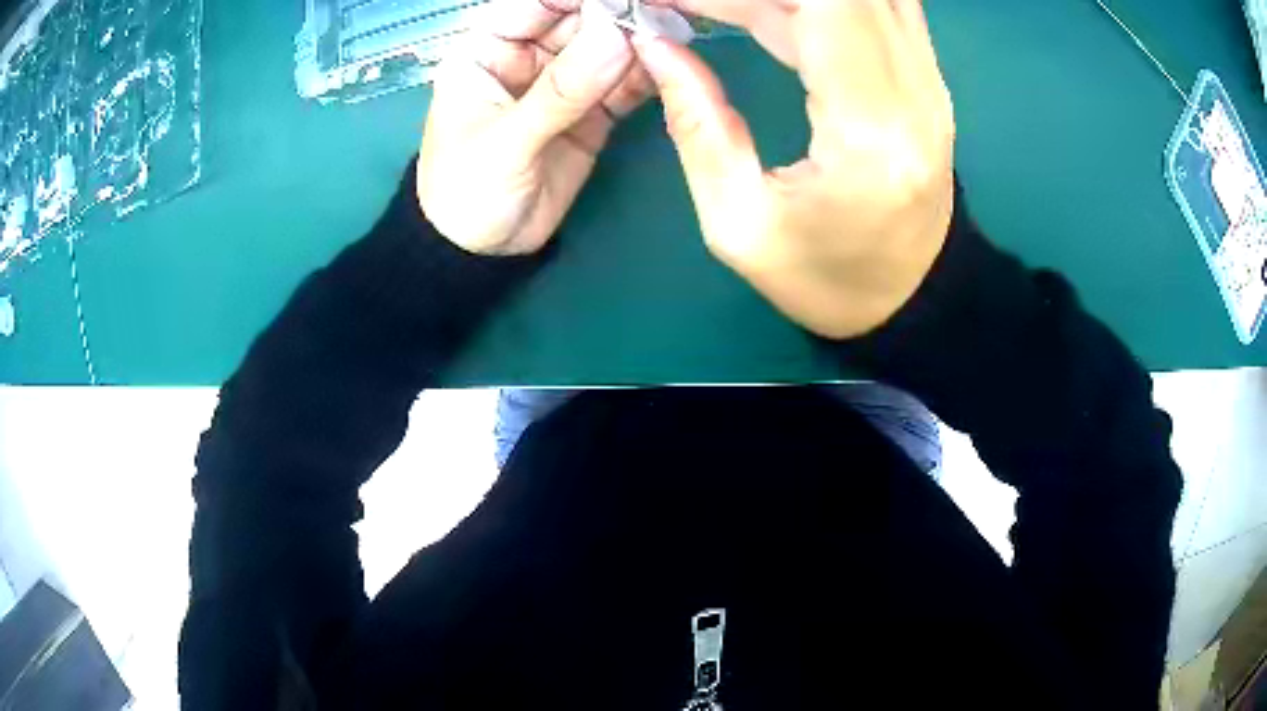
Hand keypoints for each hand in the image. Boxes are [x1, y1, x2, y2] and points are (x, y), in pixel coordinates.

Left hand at [418, 0, 654, 254]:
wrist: (483, 253)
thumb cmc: (468, 192)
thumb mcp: (506, 141)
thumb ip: (561, 91)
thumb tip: (617, 37)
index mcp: (486, 51)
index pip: (533, 4)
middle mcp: (525, 58)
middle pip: (577, 20)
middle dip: (616, 16)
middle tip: (661, 16)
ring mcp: (561, 84)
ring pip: (604, 49)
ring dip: (638, 43)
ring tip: (674, 36)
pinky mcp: (589, 111)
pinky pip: (622, 85)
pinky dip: (645, 77)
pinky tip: (671, 69)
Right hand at [634, 0, 955, 338]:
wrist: (913, 299)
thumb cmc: (827, 280)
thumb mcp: (738, 225)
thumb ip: (695, 125)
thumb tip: (655, 45)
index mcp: (869, 129)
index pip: (820, 4)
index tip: (674, 0)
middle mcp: (915, 89)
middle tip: (690, 6)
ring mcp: (929, 79)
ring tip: (723, 9)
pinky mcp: (926, 76)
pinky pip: (872, 5)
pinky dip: (816, 2)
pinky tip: (768, 10)